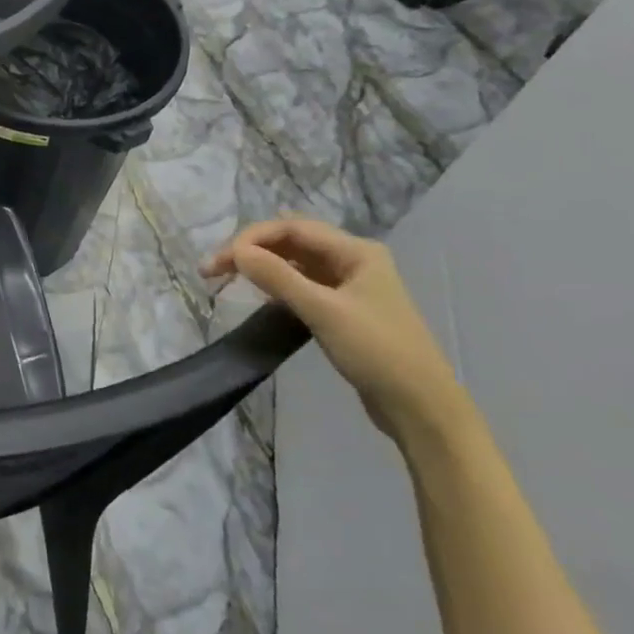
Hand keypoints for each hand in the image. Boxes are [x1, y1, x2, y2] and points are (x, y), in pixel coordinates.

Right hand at [202, 218, 464, 445]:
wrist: (420, 406)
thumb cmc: (376, 351)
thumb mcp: (323, 311)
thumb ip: (278, 278)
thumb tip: (236, 252)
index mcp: (356, 251)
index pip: (292, 228)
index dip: (250, 238)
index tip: (219, 263)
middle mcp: (353, 260)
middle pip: (292, 241)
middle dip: (251, 250)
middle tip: (213, 271)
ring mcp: (349, 285)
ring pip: (295, 263)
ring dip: (261, 266)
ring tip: (228, 280)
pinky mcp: (343, 309)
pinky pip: (302, 285)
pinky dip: (276, 285)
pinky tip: (260, 296)